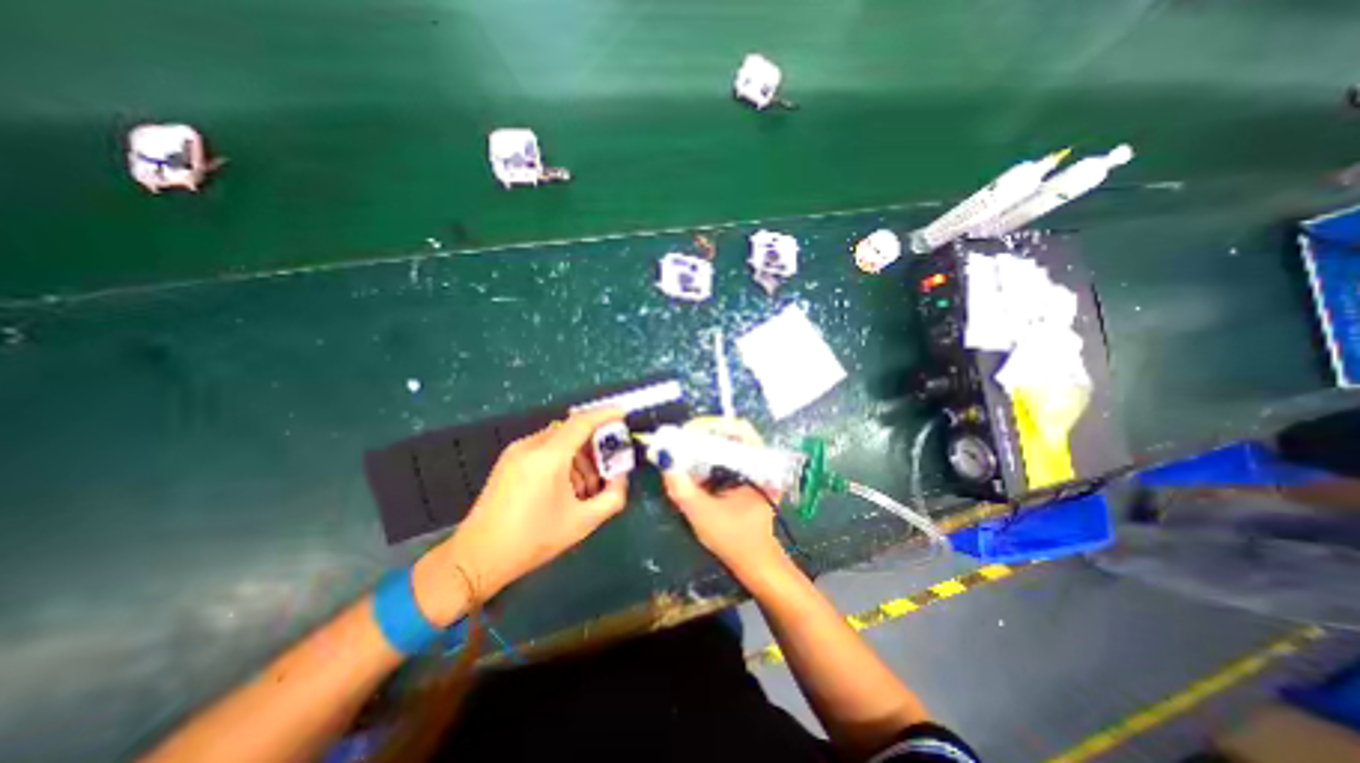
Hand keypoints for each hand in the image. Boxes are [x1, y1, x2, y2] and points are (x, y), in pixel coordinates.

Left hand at [412, 407, 629, 616]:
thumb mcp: (582, 523)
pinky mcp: (509, 461)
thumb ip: (612, 497)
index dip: (606, 415)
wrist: (476, 558)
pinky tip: (565, 487)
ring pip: (559, 439)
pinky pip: (545, 448)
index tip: (624, 414)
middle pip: (572, 430)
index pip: (582, 422)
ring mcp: (516, 452)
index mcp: (548, 457)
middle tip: (608, 468)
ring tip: (585, 487)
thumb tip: (622, 478)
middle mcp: (531, 446)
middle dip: (594, 445)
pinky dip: (563, 460)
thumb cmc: (532, 540)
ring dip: (579, 455)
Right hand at [661, 418, 780, 577]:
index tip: (686, 433)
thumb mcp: (702, 514)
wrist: (755, 563)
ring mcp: (755, 467)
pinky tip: (693, 463)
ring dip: (704, 443)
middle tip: (679, 440)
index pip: (738, 429)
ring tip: (682, 448)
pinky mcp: (747, 474)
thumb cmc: (734, 540)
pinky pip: (726, 455)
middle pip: (731, 432)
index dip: (711, 426)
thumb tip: (663, 458)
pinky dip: (708, 455)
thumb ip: (681, 487)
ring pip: (728, 443)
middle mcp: (761, 461)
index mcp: (759, 466)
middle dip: (703, 434)